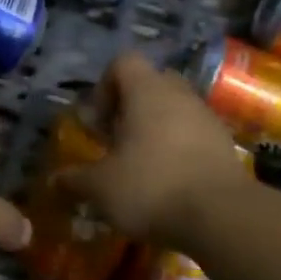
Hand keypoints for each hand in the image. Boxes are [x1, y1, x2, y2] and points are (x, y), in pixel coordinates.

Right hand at [59, 52, 249, 243]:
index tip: (98, 122)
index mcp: (147, 91)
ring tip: (142, 165)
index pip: (123, 62)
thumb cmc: (151, 187)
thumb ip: (75, 180)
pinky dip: (179, 149)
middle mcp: (179, 94)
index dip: (104, 86)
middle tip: (118, 140)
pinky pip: (195, 134)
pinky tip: (169, 182)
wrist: (222, 217)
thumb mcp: (101, 188)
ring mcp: (207, 117)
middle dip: (131, 107)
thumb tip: (55, 181)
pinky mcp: (225, 144)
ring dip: (156, 129)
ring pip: (175, 109)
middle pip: (151, 83)